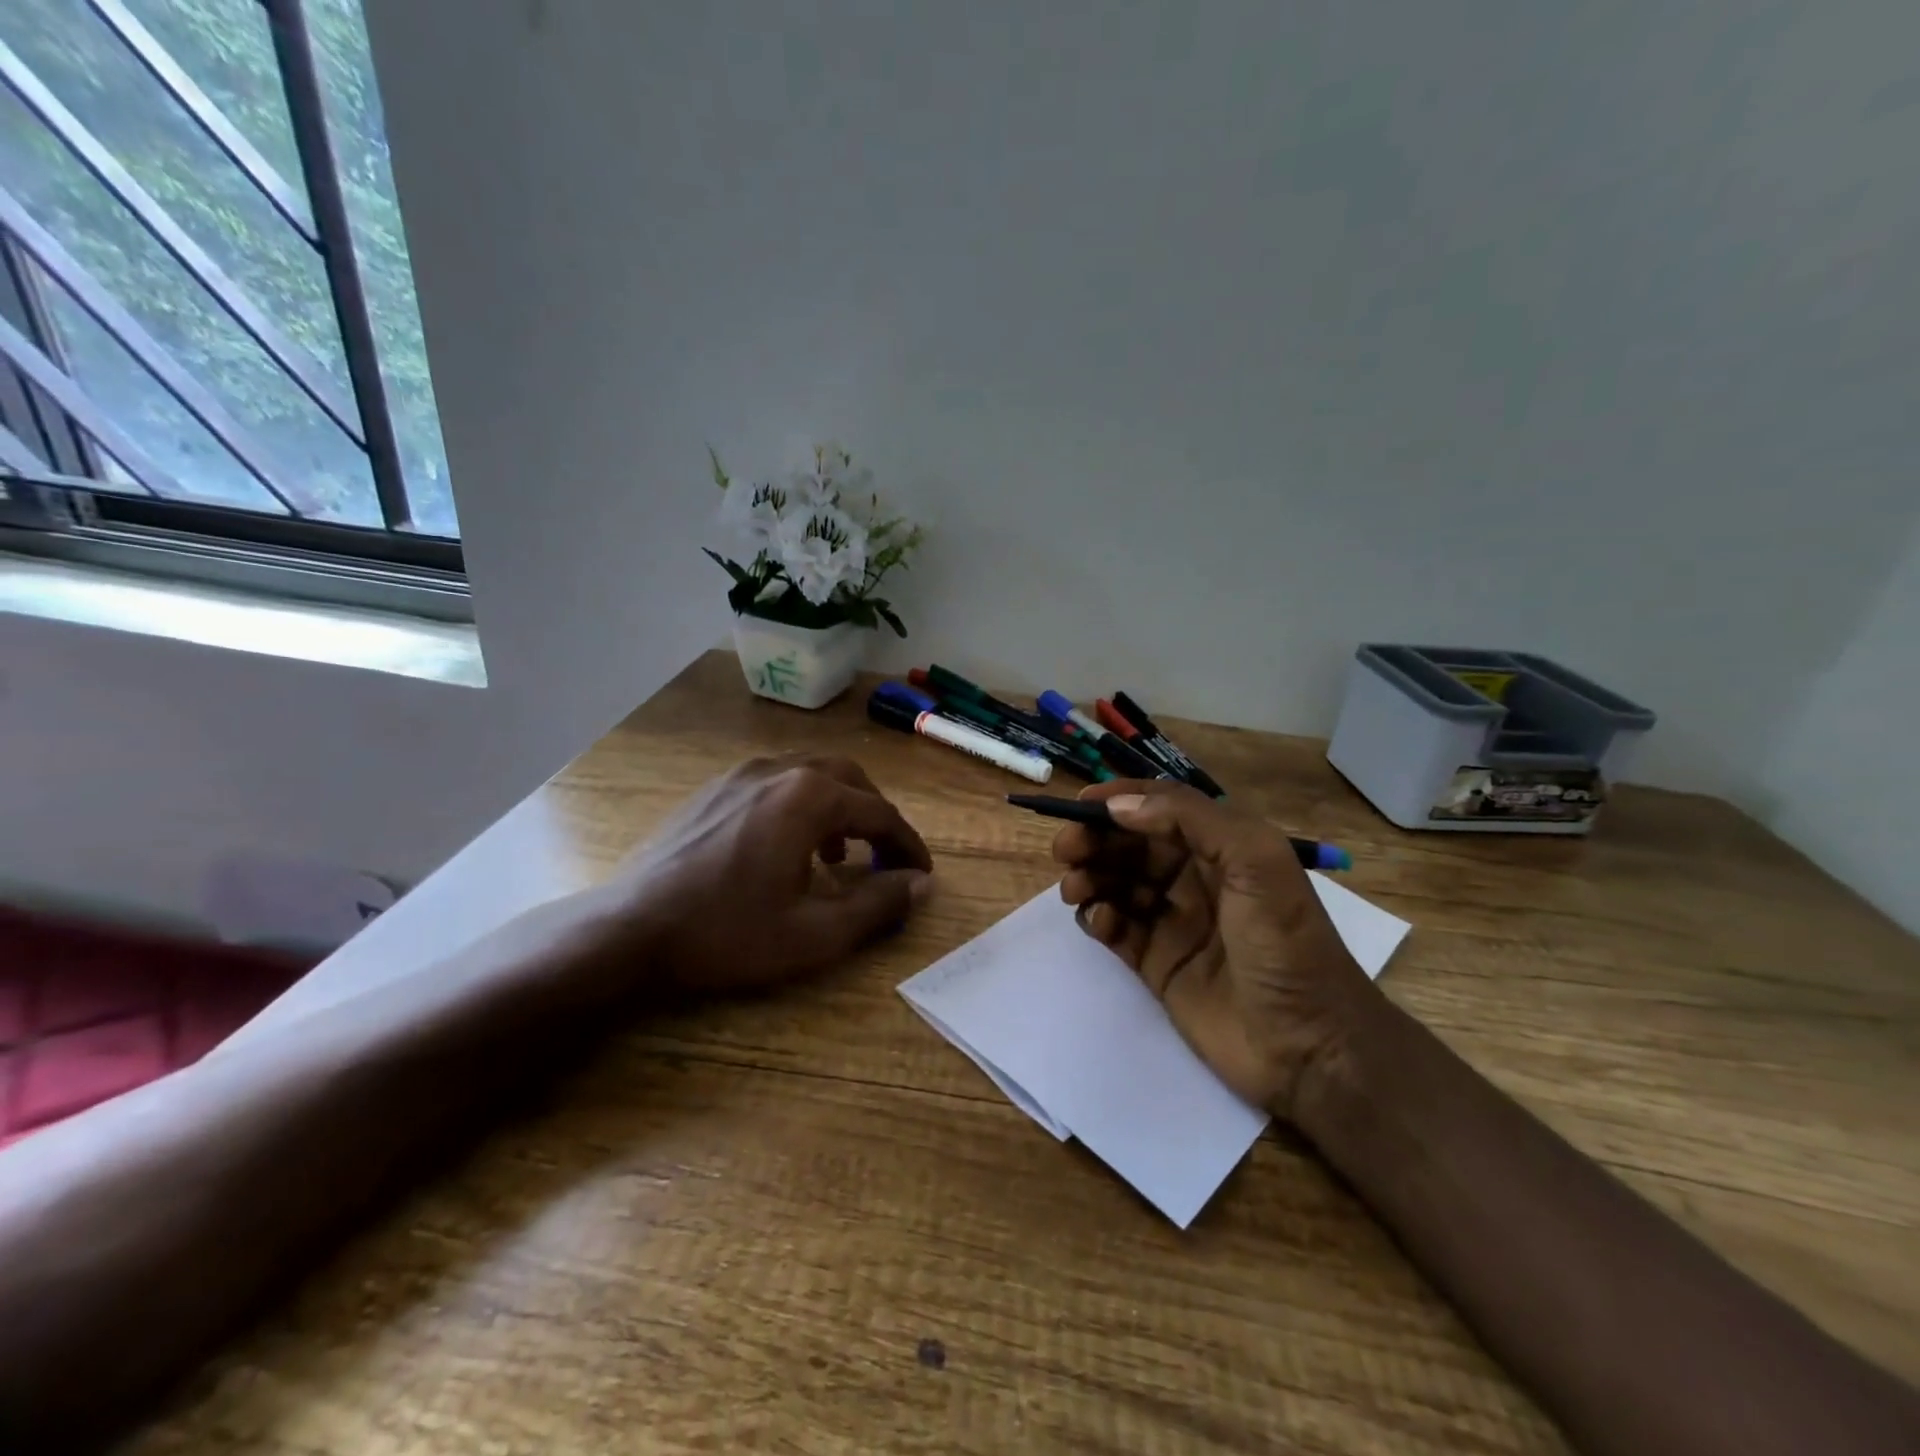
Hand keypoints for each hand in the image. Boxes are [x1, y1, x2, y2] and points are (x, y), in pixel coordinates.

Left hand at [605, 755, 933, 993]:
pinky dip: (800, 805)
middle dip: (875, 815)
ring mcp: (741, 774)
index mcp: (810, 797)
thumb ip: (878, 905)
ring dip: (838, 807)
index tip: (921, 874)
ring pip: (811, 774)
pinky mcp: (714, 788)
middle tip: (884, 857)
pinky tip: (786, 845)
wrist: (629, 929)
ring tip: (838, 854)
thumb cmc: (727, 933)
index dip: (907, 845)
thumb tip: (921, 884)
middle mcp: (780, 770)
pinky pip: (775, 782)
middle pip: (849, 779)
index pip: (880, 813)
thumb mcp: (814, 934)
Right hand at [1052, 780, 1381, 1116]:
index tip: (1079, 803)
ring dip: (1090, 877)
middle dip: (1095, 840)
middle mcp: (1195, 878)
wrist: (1310, 1047)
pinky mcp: (1156, 963)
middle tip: (1064, 850)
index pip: (1161, 809)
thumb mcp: (1256, 861)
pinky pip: (1116, 929)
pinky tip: (1100, 922)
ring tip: (1075, 889)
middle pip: (1131, 845)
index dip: (1120, 800)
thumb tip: (1119, 806)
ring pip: (1117, 883)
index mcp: (1222, 847)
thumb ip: (1190, 819)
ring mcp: (1173, 922)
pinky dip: (1100, 918)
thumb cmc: (1287, 943)